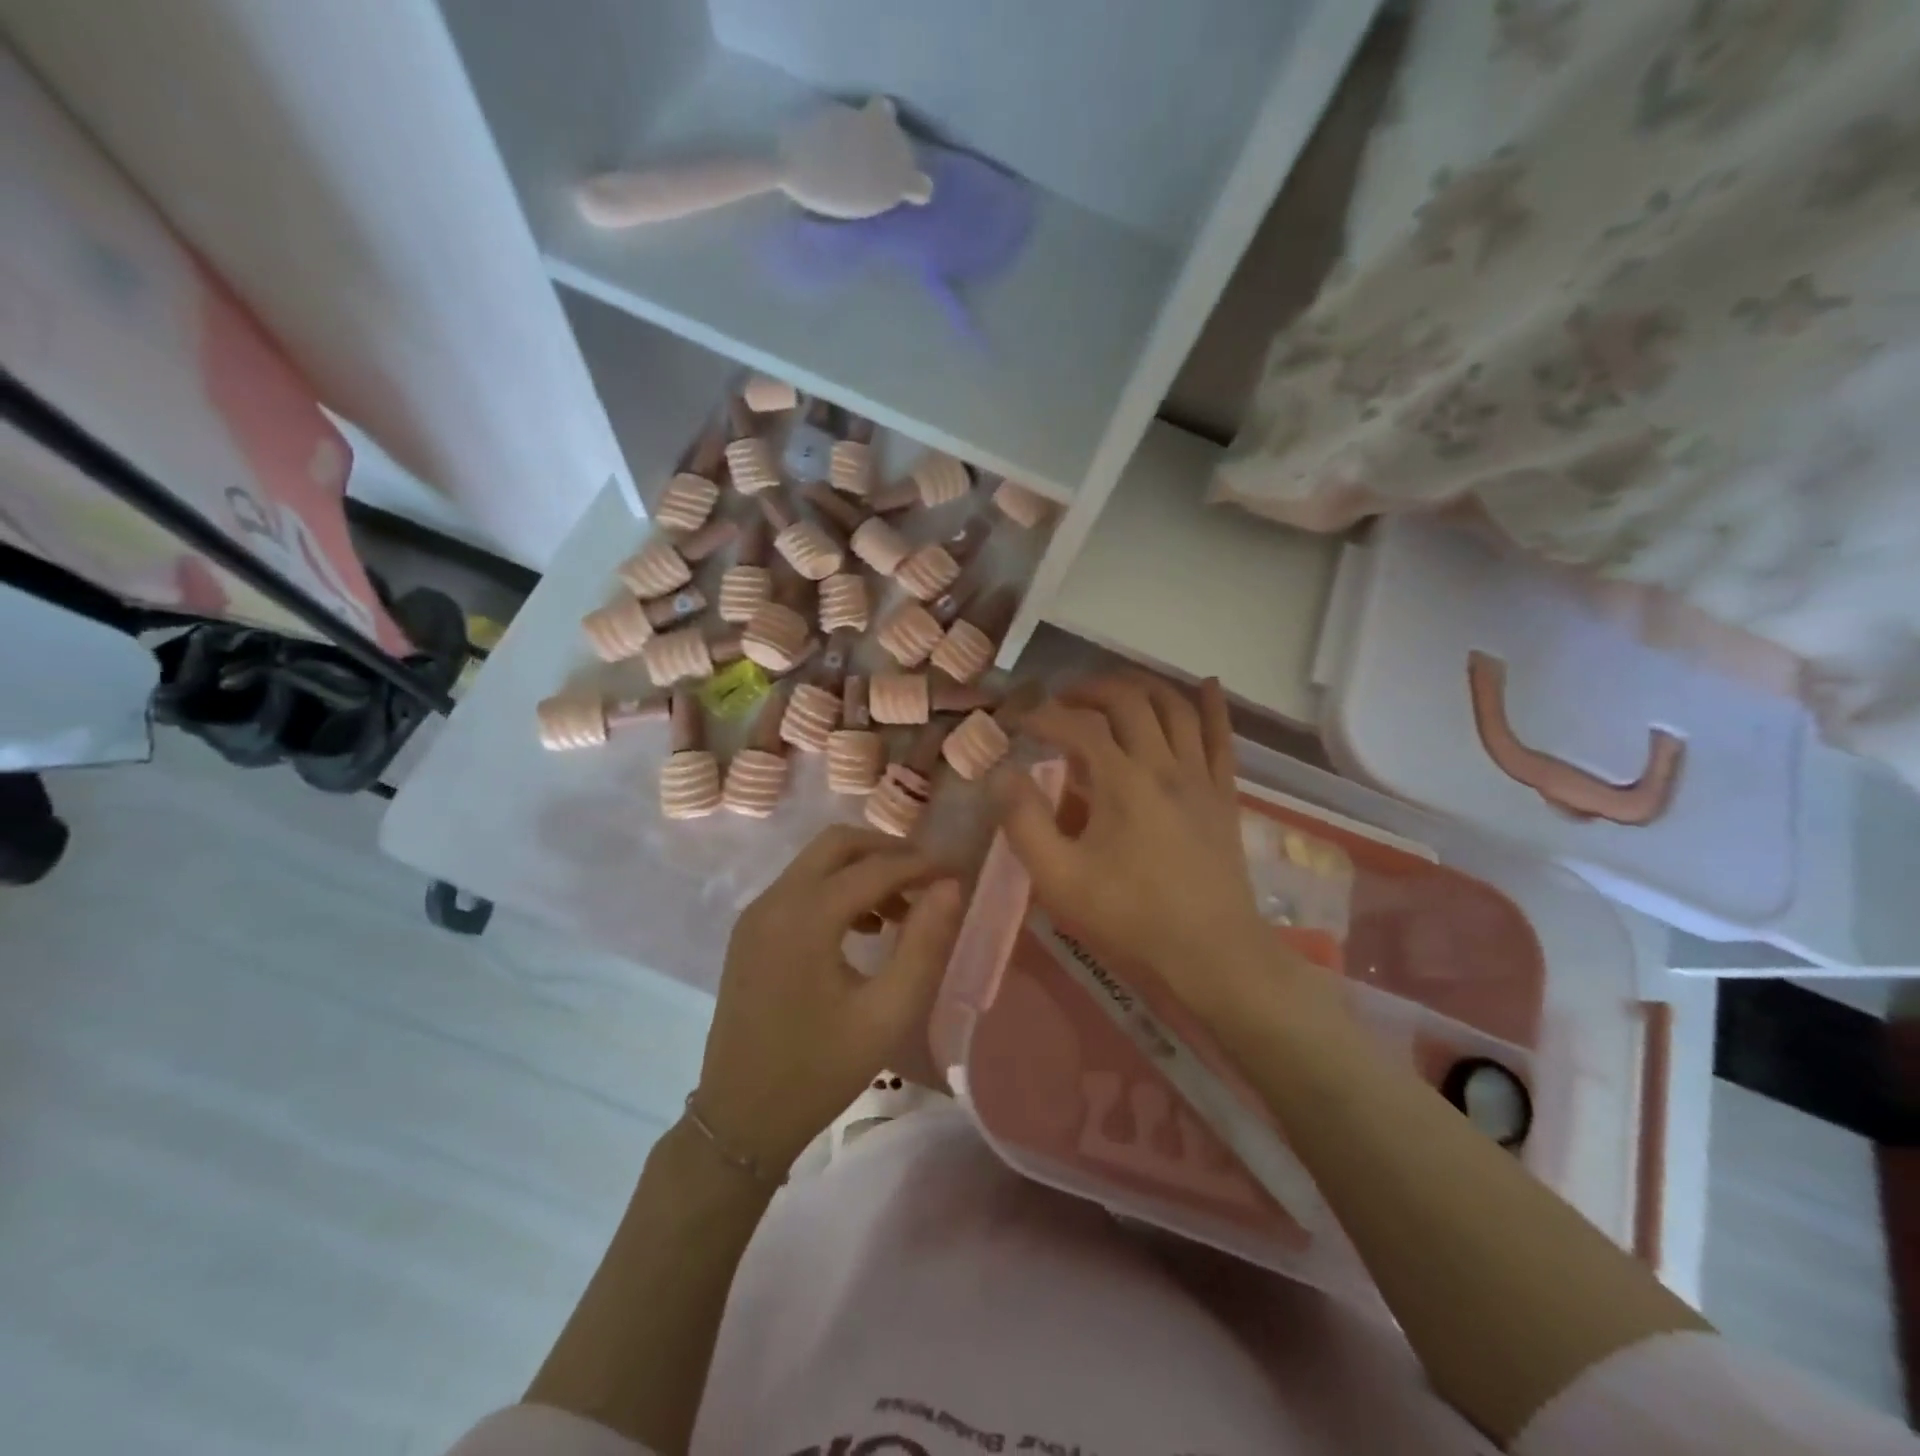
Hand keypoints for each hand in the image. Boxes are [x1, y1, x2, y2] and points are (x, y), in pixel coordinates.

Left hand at [693, 826, 962, 1172]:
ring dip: (862, 870)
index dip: (921, 864)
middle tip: (928, 878)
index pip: (874, 867)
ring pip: (817, 862)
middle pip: (837, 844)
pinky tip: (865, 928)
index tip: (958, 872)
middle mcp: (774, 901)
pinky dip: (837, 889)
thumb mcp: (887, 1012)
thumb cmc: (820, 1071)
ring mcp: (756, 914)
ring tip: (903, 910)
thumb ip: (923, 944)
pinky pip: (799, 887)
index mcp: (805, 917)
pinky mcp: (750, 932)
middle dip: (888, 851)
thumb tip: (949, 886)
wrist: (740, 1120)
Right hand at [991, 675, 1275, 1019]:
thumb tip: (1001, 775)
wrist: (1212, 954)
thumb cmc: (1130, 917)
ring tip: (1113, 690)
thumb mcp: (1059, 879)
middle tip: (1062, 700)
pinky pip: (1222, 737)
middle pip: (1129, 700)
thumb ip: (1024, 823)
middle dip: (1090, 689)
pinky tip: (1206, 684)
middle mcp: (1163, 764)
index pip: (1077, 725)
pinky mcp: (1224, 793)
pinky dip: (1212, 706)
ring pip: (1175, 707)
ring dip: (1141, 686)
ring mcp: (1200, 775)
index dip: (1042, 714)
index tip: (1016, 720)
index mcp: (1122, 781)